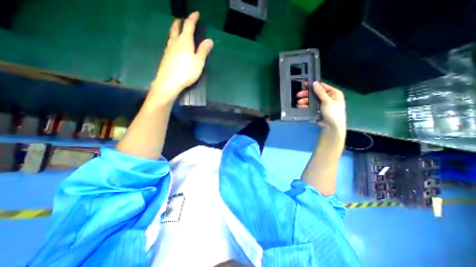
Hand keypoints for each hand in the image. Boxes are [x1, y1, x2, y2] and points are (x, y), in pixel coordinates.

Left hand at [150, 12, 213, 102]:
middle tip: (184, 20)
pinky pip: (169, 43)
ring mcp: (168, 49)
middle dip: (180, 22)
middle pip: (176, 27)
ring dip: (175, 30)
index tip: (196, 13)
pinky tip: (175, 46)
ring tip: (179, 31)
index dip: (192, 18)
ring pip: (171, 35)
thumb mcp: (199, 62)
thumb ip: (204, 51)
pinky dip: (173, 40)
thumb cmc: (186, 71)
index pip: (188, 25)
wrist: (169, 81)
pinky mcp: (165, 56)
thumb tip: (209, 40)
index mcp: (185, 41)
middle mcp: (175, 42)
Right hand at [296, 80, 345, 131]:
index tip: (304, 84)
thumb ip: (320, 92)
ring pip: (311, 100)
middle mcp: (328, 97)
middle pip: (315, 94)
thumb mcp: (327, 100)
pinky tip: (300, 106)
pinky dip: (305, 106)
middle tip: (298, 95)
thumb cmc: (333, 112)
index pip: (322, 86)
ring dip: (305, 101)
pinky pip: (310, 106)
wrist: (332, 126)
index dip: (313, 85)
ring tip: (298, 103)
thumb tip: (314, 82)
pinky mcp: (317, 110)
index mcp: (333, 93)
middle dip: (306, 95)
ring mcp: (322, 104)